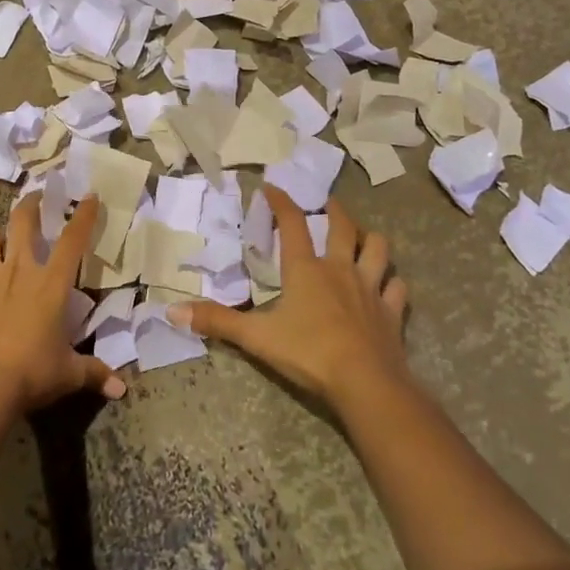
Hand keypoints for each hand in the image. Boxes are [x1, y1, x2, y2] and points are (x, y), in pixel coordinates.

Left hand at [0, 193, 126, 412]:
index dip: (84, 215)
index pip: (73, 240)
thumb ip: (94, 373)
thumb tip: (121, 389)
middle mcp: (19, 271)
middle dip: (30, 204)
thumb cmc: (31, 374)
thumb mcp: (68, 374)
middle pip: (23, 222)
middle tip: (36, 197)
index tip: (89, 196)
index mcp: (51, 284)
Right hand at [169, 188, 409, 408]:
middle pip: (343, 228)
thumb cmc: (308, 353)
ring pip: (378, 249)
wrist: (366, 383)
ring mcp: (370, 289)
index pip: (292, 224)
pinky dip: (392, 282)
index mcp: (305, 269)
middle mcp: (340, 270)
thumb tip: (172, 312)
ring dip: (371, 239)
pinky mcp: (391, 312)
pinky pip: (397, 288)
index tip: (272, 186)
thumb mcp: (256, 338)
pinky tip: (388, 284)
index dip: (281, 202)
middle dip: (335, 210)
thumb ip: (217, 322)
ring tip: (364, 236)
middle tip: (328, 203)